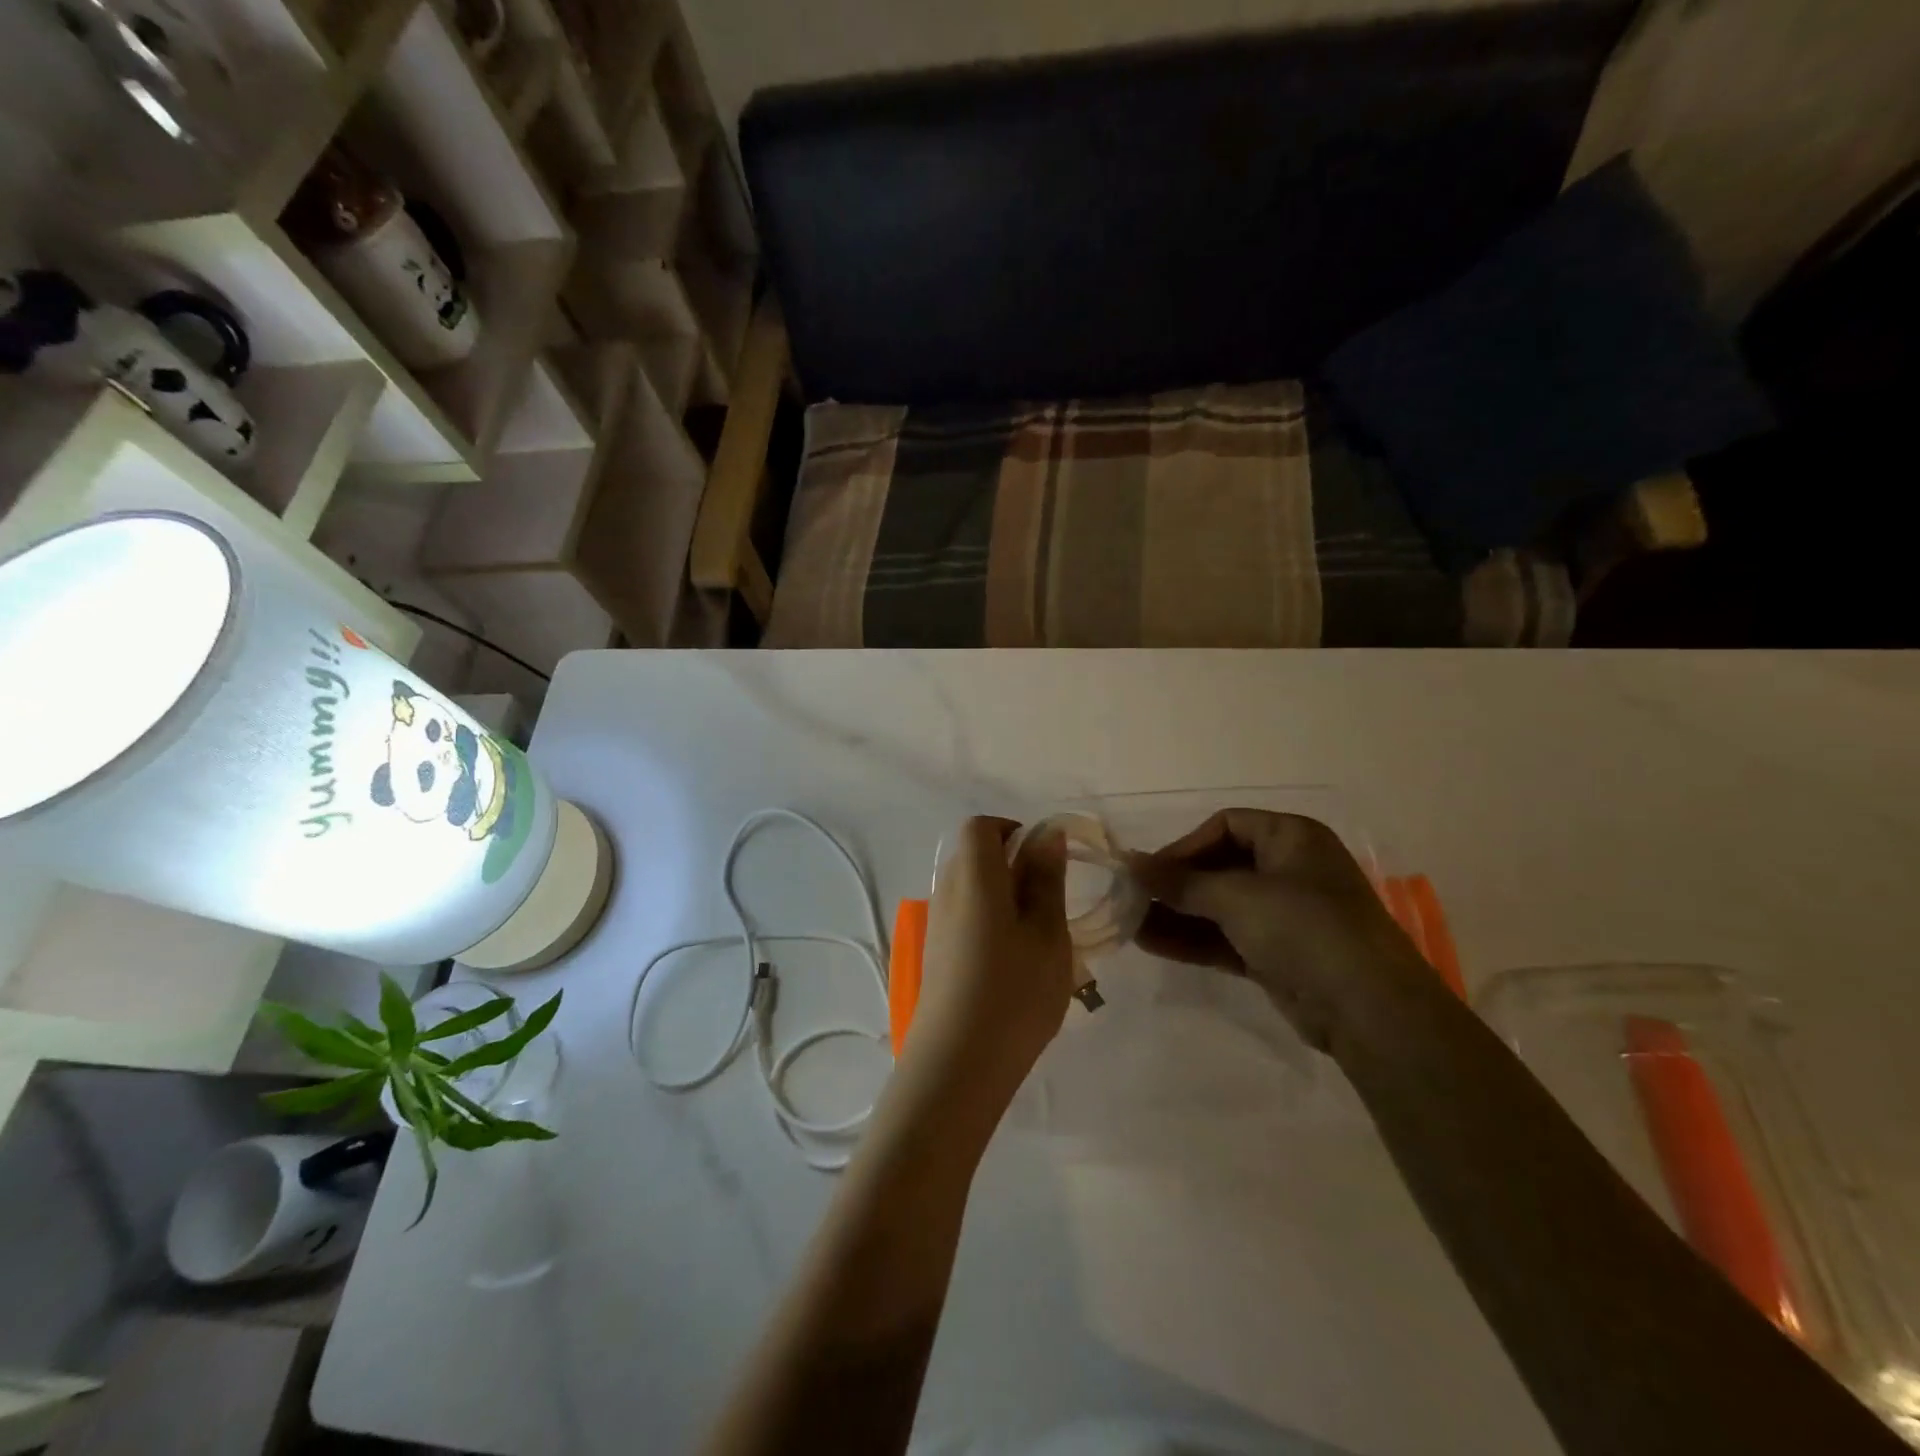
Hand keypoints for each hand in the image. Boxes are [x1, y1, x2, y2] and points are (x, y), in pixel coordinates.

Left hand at [900, 817, 1071, 1127]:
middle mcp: (946, 890)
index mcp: (974, 874)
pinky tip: (1013, 964)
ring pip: (971, 889)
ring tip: (1038, 939)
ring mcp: (936, 924)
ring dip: (1004, 899)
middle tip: (1050, 904)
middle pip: (974, 855)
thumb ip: (1046, 879)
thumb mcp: (1047, 932)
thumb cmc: (1014, 992)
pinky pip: (965, 918)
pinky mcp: (935, 954)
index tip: (1047, 862)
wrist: (957, 1065)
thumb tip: (1046, 834)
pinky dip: (990, 924)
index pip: (982, 827)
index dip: (1014, 832)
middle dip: (1013, 867)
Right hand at [1127, 810, 1426, 1050]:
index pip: (1226, 826)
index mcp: (1291, 838)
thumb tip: (1130, 864)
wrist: (1369, 1011)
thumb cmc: (1305, 929)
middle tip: (1131, 899)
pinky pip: (1225, 937)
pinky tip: (1152, 944)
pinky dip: (1193, 940)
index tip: (1151, 871)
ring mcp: (1284, 915)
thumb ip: (1181, 882)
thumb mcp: (1238, 897)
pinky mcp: (1277, 954)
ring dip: (1177, 914)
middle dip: (1175, 884)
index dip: (1185, 845)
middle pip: (1219, 867)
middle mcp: (1288, 870)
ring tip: (1130, 925)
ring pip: (1219, 906)